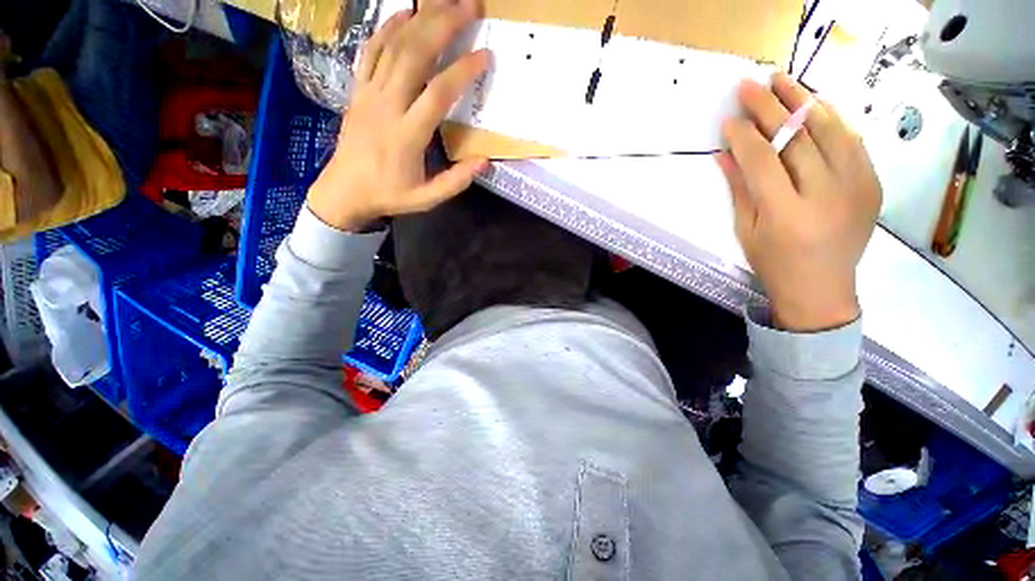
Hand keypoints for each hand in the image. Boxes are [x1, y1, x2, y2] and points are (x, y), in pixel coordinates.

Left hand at [308, 0, 488, 231]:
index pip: (438, 93)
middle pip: (415, 55)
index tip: (485, 56)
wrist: (344, 191)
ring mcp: (369, 94)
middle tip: (469, 7)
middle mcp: (387, 106)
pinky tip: (404, 13)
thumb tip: (485, 161)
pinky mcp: (358, 90)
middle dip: (443, 25)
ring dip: (419, 19)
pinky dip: (387, 28)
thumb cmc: (389, 195)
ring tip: (443, 2)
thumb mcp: (427, 198)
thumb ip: (456, 181)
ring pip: (393, 46)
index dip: (463, 71)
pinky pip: (371, 51)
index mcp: (408, 135)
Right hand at [717, 73, 881, 331]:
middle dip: (770, 107)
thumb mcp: (747, 230)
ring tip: (783, 80)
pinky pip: (853, 141)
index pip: (763, 161)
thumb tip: (724, 154)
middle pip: (797, 139)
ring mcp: (857, 187)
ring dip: (804, 100)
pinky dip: (832, 118)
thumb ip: (739, 188)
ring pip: (831, 131)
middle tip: (750, 85)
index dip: (744, 136)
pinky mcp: (873, 184)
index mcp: (786, 214)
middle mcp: (825, 196)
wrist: (822, 288)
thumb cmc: (774, 263)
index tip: (729, 119)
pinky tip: (815, 103)